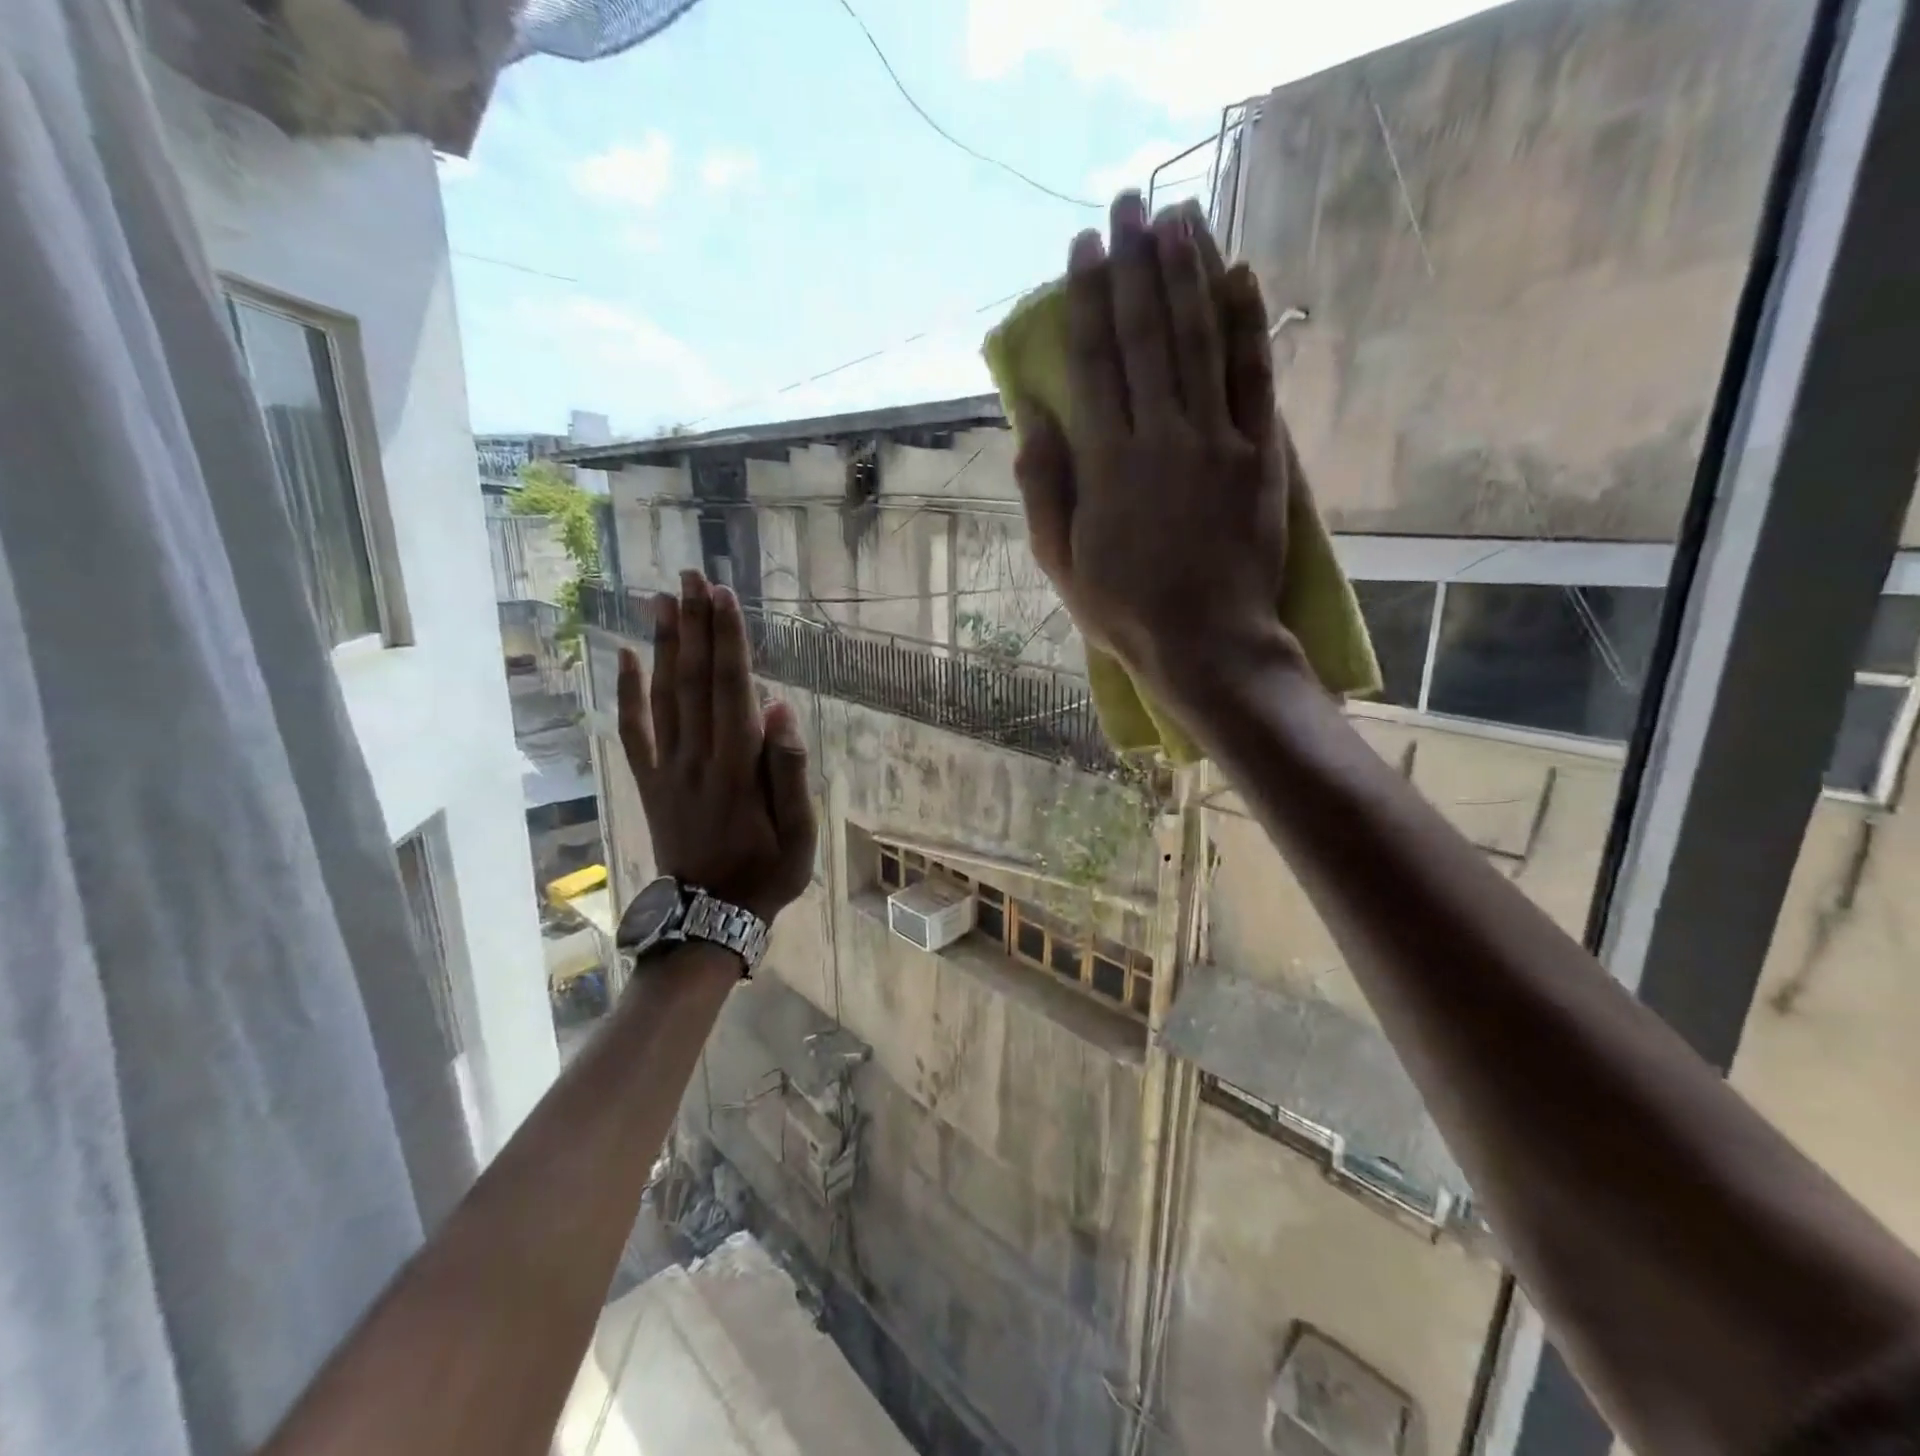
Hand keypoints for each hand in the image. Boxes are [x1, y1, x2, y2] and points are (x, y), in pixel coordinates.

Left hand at [616, 570, 816, 923]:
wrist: (711, 916)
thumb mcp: (800, 831)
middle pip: (693, 680)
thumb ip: (789, 770)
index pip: (731, 688)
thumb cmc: (768, 872)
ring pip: (663, 696)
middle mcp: (697, 757)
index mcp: (737, 767)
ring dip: (663, 644)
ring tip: (661, 598)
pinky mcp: (650, 782)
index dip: (727, 640)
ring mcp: (667, 769)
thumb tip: (779, 709)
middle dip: (693, 625)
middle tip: (689, 575)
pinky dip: (627, 692)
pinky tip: (623, 656)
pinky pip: (633, 731)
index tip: (722, 595)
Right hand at [1014, 193, 1301, 690]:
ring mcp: (1217, 441)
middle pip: (1146, 335)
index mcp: (1107, 463)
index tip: (1083, 247)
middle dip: (1134, 265)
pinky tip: (1239, 274)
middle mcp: (1161, 436)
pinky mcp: (1262, 454)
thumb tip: (1033, 420)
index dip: (1086, 299)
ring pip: (1200, 340)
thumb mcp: (1059, 562)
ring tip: (1178, 215)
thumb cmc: (1123, 609)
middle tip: (1128, 203)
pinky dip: (1248, 323)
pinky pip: (1254, 377)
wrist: (1206, 643)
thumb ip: (1043, 489)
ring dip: (1187, 272)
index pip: (1093, 363)